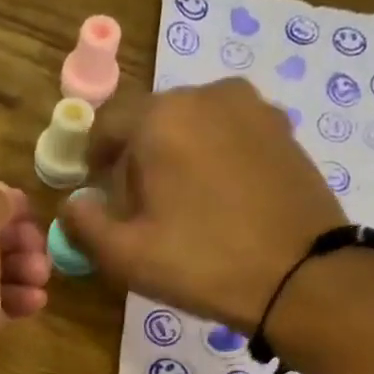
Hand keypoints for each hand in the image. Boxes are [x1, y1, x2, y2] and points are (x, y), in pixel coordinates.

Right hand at [59, 78, 348, 334]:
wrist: (301, 277)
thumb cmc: (202, 263)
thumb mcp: (125, 255)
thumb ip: (84, 224)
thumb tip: (72, 204)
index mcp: (162, 117)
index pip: (108, 121)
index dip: (93, 155)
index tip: (94, 189)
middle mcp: (208, 96)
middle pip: (152, 119)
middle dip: (136, 157)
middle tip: (136, 206)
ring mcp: (253, 108)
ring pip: (194, 124)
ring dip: (176, 155)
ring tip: (181, 205)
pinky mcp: (284, 131)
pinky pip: (230, 134)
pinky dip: (213, 157)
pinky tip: (220, 201)